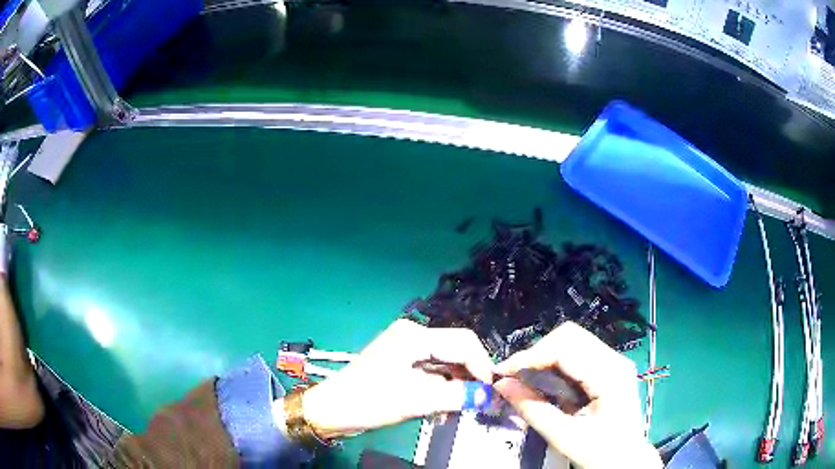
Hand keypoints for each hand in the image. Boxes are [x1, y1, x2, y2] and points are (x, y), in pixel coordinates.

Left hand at [301, 319, 492, 438]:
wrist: (333, 410)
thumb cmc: (368, 401)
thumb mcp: (414, 401)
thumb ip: (454, 396)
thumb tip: (486, 396)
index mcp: (414, 336)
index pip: (463, 343)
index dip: (482, 367)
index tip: (490, 393)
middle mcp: (414, 336)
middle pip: (457, 351)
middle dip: (470, 377)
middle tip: (478, 403)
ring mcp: (408, 349)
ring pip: (448, 364)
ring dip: (457, 386)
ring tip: (459, 410)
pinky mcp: (405, 364)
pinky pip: (435, 373)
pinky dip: (443, 389)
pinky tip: (444, 408)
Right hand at [493, 321, 661, 468]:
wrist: (626, 460)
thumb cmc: (600, 452)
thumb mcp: (564, 436)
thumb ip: (533, 409)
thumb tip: (502, 385)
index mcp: (610, 376)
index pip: (566, 348)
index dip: (530, 356)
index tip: (501, 372)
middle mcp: (615, 360)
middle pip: (569, 336)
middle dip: (536, 353)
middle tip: (513, 377)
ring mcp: (614, 361)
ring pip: (572, 340)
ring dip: (544, 356)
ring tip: (525, 379)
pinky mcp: (609, 367)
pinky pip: (577, 352)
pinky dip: (555, 362)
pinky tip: (545, 381)